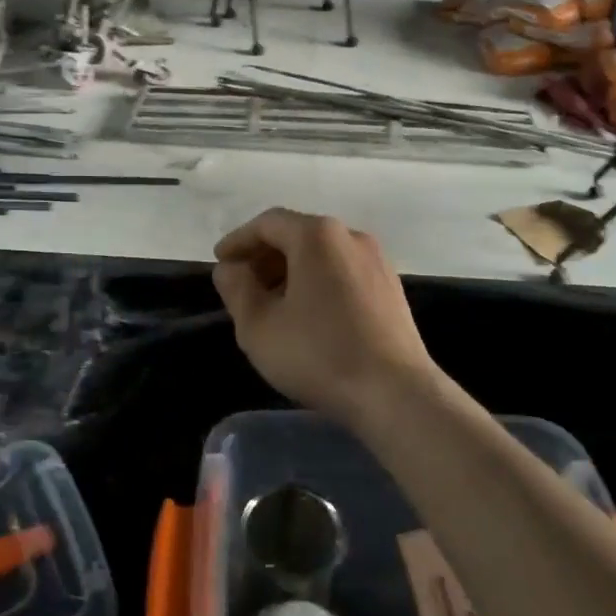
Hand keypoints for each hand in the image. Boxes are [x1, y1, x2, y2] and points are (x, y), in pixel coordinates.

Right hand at [212, 208, 438, 428]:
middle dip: (265, 256)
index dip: (239, 241)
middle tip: (242, 286)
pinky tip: (308, 315)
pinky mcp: (391, 287)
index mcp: (317, 235)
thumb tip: (231, 268)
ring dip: (291, 270)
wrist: (395, 392)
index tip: (220, 263)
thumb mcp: (258, 325)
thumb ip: (236, 288)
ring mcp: (377, 260)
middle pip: (297, 234)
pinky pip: (343, 271)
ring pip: (322, 254)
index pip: (268, 223)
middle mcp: (350, 236)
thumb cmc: (318, 354)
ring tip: (271, 304)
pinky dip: (318, 281)